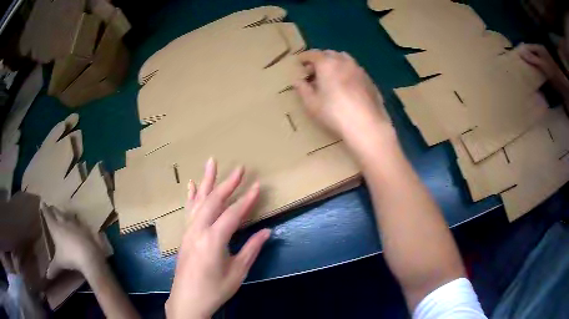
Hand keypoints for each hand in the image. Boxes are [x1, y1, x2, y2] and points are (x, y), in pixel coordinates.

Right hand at [42, 205, 104, 278]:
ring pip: (67, 214)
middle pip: (57, 212)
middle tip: (51, 207)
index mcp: (55, 227)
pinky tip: (77, 220)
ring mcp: (75, 223)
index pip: (47, 215)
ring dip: (64, 213)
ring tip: (62, 212)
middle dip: (53, 209)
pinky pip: (79, 220)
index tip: (42, 202)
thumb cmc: (71, 258)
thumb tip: (47, 276)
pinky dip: (76, 219)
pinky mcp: (85, 228)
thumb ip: (53, 268)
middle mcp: (64, 222)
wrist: (89, 256)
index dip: (44, 209)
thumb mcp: (60, 263)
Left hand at [166, 158, 269, 318]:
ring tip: (211, 163)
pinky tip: (190, 185)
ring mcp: (188, 232)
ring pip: (198, 201)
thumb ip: (251, 249)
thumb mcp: (237, 272)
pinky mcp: (185, 236)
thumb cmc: (215, 289)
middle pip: (213, 201)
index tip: (257, 186)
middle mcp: (198, 231)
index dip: (246, 200)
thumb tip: (267, 231)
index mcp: (213, 240)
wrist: (188, 300)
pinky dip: (191, 196)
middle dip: (227, 183)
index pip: (232, 214)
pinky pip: (189, 211)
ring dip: (206, 181)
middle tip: (239, 168)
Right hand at [294, 49, 389, 140]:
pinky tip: (347, 86)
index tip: (299, 61)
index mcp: (327, 64)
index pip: (313, 54)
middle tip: (314, 71)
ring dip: (335, 63)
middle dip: (320, 59)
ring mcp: (359, 70)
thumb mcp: (312, 104)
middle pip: (330, 54)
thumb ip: (303, 90)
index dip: (305, 57)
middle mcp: (344, 62)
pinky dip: (347, 72)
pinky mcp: (370, 81)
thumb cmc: (334, 113)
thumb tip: (298, 81)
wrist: (366, 125)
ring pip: (345, 60)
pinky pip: (355, 70)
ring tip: (331, 76)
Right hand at [519, 43, 564, 81]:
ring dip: (531, 64)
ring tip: (524, 70)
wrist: (561, 84)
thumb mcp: (542, 64)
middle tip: (519, 64)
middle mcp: (540, 52)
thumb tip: (520, 52)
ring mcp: (544, 60)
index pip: (528, 46)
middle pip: (531, 53)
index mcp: (539, 48)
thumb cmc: (552, 72)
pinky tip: (533, 75)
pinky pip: (538, 67)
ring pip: (534, 60)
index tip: (515, 56)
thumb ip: (532, 58)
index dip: (522, 50)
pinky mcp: (546, 69)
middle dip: (526, 58)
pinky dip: (535, 69)